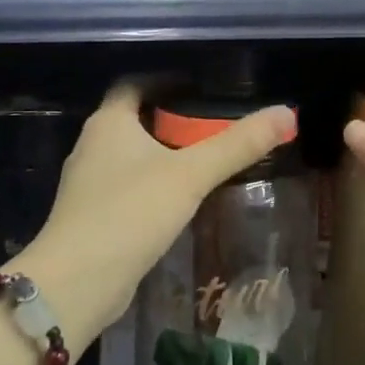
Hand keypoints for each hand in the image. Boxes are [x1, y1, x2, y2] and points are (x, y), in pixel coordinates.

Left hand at [12, 83, 295, 356]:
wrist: (77, 283)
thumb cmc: (131, 213)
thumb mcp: (191, 175)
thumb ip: (237, 145)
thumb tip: (288, 113)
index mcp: (109, 122)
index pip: (134, 84)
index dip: (166, 81)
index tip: (202, 88)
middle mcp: (92, 146)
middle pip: (134, 120)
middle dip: (171, 120)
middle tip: (214, 125)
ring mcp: (88, 184)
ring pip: (131, 157)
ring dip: (162, 156)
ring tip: (203, 161)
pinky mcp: (92, 217)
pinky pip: (127, 189)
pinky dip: (152, 186)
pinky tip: (178, 201)